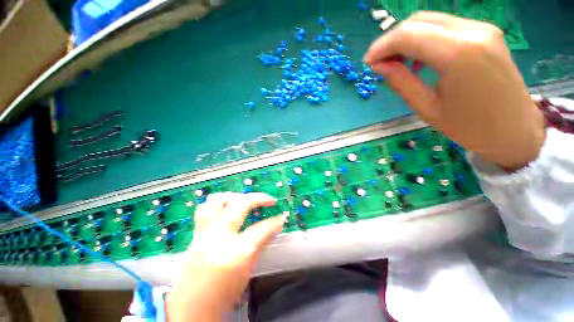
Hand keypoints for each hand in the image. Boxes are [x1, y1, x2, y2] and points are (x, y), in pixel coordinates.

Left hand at [166, 192, 284, 321]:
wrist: (191, 310)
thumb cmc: (223, 295)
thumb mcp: (247, 270)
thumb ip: (260, 244)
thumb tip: (274, 226)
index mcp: (234, 254)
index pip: (260, 230)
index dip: (274, 222)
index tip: (281, 217)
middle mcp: (218, 238)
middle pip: (239, 205)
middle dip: (258, 198)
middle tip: (268, 200)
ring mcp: (203, 235)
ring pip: (216, 201)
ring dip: (234, 196)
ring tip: (244, 199)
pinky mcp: (195, 236)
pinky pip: (205, 210)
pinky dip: (220, 204)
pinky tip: (228, 208)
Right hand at [364, 12, 545, 170]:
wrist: (515, 130)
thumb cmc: (469, 127)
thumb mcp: (426, 108)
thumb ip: (400, 82)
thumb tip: (378, 66)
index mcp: (458, 54)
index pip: (407, 35)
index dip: (382, 46)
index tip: (368, 62)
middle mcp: (472, 31)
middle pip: (418, 21)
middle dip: (392, 40)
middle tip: (379, 62)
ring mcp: (482, 28)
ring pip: (430, 20)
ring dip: (407, 38)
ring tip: (396, 62)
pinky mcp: (485, 32)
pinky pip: (445, 26)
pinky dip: (424, 38)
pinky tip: (419, 58)